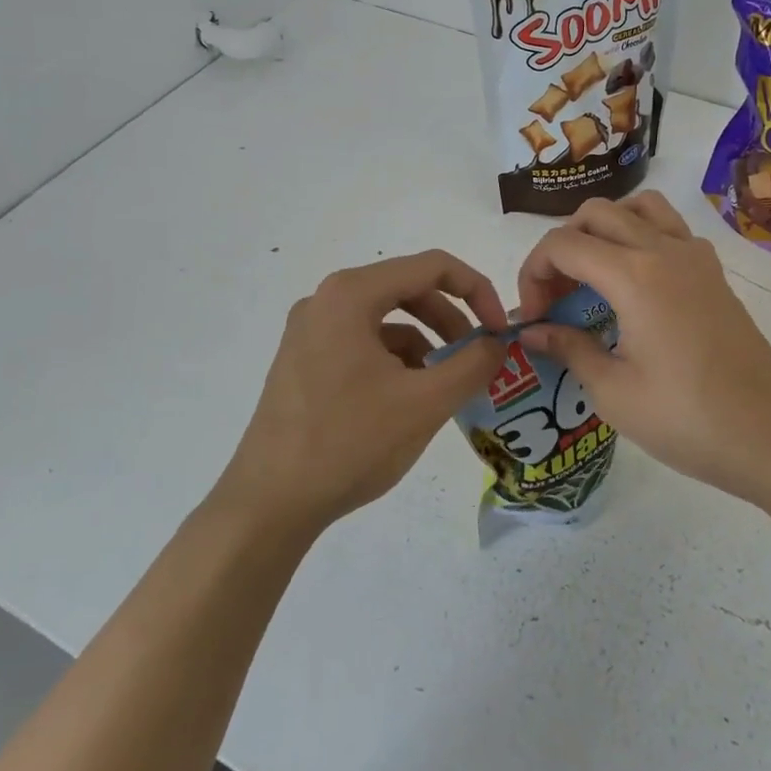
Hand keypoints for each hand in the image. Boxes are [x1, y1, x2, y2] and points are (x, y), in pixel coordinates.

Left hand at [218, 251, 509, 530]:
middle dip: (452, 321)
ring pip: (386, 320)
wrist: (269, 503)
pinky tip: (410, 400)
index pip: (432, 267)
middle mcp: (325, 301)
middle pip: (407, 289)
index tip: (500, 331)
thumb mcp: (425, 402)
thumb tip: (498, 344)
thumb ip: (473, 364)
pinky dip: (396, 362)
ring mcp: (310, 331)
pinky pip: (364, 344)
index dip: (477, 291)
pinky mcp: (304, 361)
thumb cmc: (349, 442)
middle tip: (480, 358)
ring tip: (447, 385)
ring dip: (426, 344)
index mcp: (350, 294)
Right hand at [515, 192, 770, 503]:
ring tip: (593, 276)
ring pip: (637, 208)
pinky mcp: (713, 272)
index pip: (562, 244)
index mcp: (634, 275)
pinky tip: (635, 285)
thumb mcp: (614, 392)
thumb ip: (569, 349)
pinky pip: (668, 228)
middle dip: (562, 248)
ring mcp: (695, 256)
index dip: (534, 273)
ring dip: (604, 229)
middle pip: (596, 213)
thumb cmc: (688, 418)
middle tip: (557, 298)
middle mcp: (664, 249)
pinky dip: (639, 237)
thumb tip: (533, 333)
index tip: (534, 318)